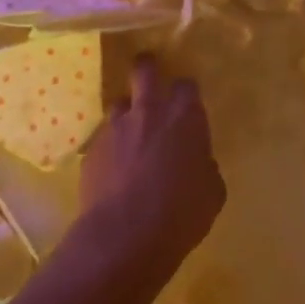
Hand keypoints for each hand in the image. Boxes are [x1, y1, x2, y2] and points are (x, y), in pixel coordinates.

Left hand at [80, 55, 225, 278]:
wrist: (124, 235)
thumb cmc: (180, 213)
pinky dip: (111, 147)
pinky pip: (103, 138)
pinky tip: (114, 168)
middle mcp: (149, 112)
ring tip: (129, 132)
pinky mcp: (92, 149)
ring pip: (119, 103)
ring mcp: (115, 128)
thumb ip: (205, 167)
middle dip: (147, 68)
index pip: (187, 85)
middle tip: (148, 73)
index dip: (186, 91)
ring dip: (126, 112)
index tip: (187, 101)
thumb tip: (198, 163)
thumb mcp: (212, 193)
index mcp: (184, 118)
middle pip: (144, 71)